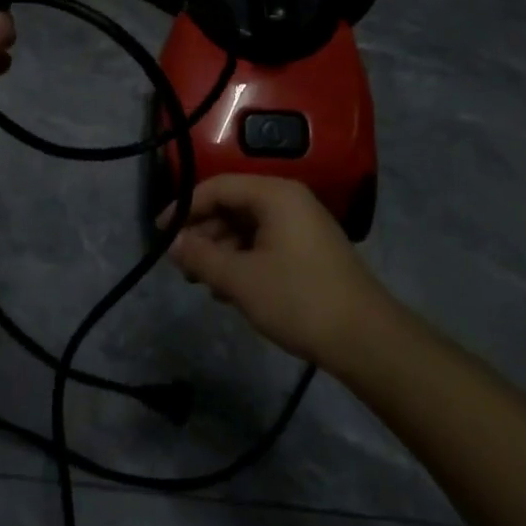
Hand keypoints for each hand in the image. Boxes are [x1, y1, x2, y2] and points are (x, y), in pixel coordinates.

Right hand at [167, 175, 391, 365]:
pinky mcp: (309, 248)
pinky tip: (231, 290)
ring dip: (222, 251)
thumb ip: (201, 257)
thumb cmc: (298, 299)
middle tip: (183, 266)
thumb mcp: (240, 280)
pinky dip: (243, 259)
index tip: (160, 234)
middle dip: (204, 234)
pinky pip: (265, 241)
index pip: (217, 187)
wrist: (365, 338)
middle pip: (232, 205)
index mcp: (274, 194)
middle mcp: (289, 199)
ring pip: (247, 226)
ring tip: (206, 284)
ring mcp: (302, 223)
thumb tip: (172, 242)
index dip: (185, 208)